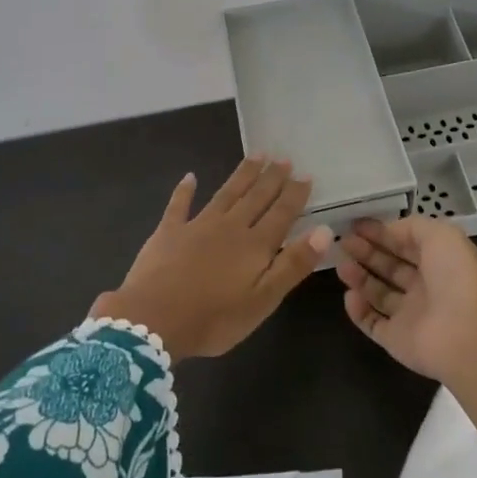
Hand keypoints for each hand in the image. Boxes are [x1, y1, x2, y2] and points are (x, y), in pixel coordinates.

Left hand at [92, 157, 331, 362]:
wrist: (152, 321)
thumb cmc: (214, 319)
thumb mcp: (263, 300)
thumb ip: (293, 264)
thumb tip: (324, 231)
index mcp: (255, 245)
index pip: (281, 213)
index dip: (295, 194)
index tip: (306, 174)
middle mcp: (230, 227)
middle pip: (255, 197)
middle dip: (271, 178)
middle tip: (283, 158)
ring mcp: (197, 226)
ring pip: (226, 193)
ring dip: (242, 175)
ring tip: (256, 155)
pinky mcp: (168, 232)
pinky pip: (179, 205)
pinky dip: (185, 190)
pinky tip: (190, 176)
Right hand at [338, 216, 476, 428]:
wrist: (465, 335)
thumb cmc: (455, 277)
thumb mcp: (441, 235)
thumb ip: (412, 227)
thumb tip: (388, 230)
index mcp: (439, 261)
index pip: (405, 243)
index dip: (382, 232)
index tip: (356, 225)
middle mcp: (425, 287)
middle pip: (390, 266)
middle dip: (366, 252)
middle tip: (343, 242)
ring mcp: (410, 315)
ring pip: (378, 293)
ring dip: (359, 277)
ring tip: (341, 265)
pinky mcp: (396, 339)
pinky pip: (372, 322)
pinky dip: (358, 310)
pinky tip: (349, 295)